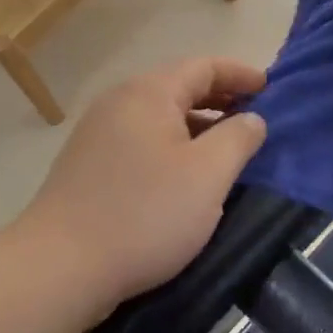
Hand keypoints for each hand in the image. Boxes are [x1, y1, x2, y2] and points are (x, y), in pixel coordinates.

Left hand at [15, 59, 269, 311]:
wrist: (62, 266)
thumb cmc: (145, 213)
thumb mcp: (207, 175)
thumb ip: (238, 139)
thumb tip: (252, 118)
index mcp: (148, 94)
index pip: (202, 66)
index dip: (239, 73)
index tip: (270, 87)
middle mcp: (118, 104)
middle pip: (177, 87)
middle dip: (219, 98)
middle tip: (253, 116)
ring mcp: (97, 135)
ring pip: (158, 118)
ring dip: (196, 125)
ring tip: (225, 147)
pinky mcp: (87, 166)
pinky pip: (141, 142)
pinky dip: (171, 146)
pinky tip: (185, 175)